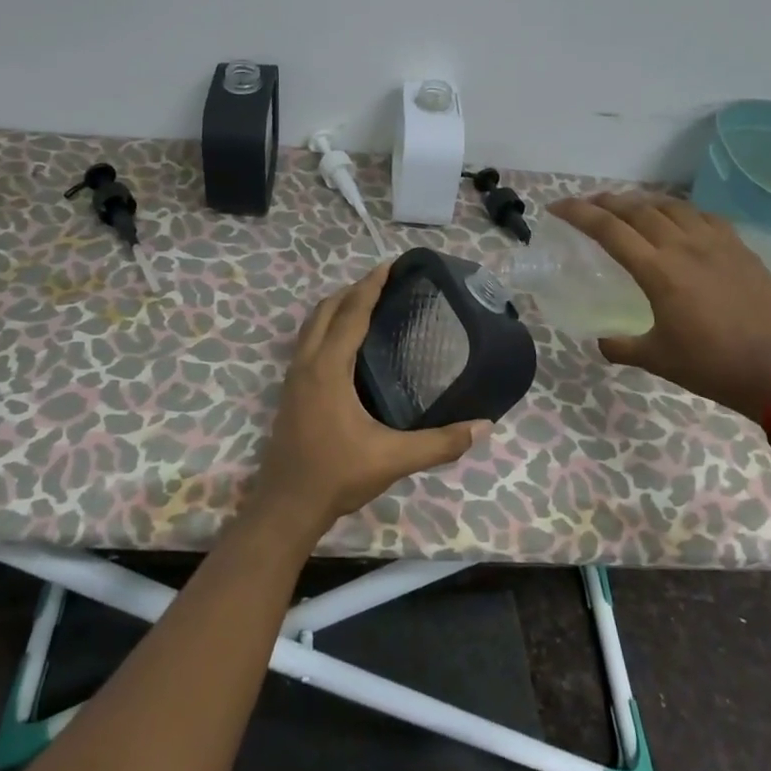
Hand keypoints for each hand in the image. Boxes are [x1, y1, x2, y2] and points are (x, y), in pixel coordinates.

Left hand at [247, 262, 490, 542]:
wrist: (286, 505)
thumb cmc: (336, 475)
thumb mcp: (393, 459)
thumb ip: (440, 443)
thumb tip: (484, 427)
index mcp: (328, 368)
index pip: (351, 313)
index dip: (370, 286)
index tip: (390, 264)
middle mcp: (307, 363)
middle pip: (326, 309)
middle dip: (353, 290)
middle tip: (384, 282)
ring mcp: (293, 376)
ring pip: (311, 324)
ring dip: (336, 306)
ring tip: (365, 303)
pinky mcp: (289, 390)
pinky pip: (307, 341)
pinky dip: (325, 326)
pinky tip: (344, 343)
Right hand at [549, 194, 770, 423]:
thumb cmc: (712, 367)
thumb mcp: (657, 359)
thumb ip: (621, 346)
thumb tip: (601, 341)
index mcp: (658, 271)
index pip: (608, 229)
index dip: (578, 213)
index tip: (557, 207)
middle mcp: (683, 246)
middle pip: (637, 209)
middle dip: (606, 202)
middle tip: (588, 205)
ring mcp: (715, 243)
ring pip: (671, 206)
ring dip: (642, 202)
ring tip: (628, 208)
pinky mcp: (740, 248)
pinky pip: (703, 216)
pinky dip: (680, 211)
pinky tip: (678, 220)